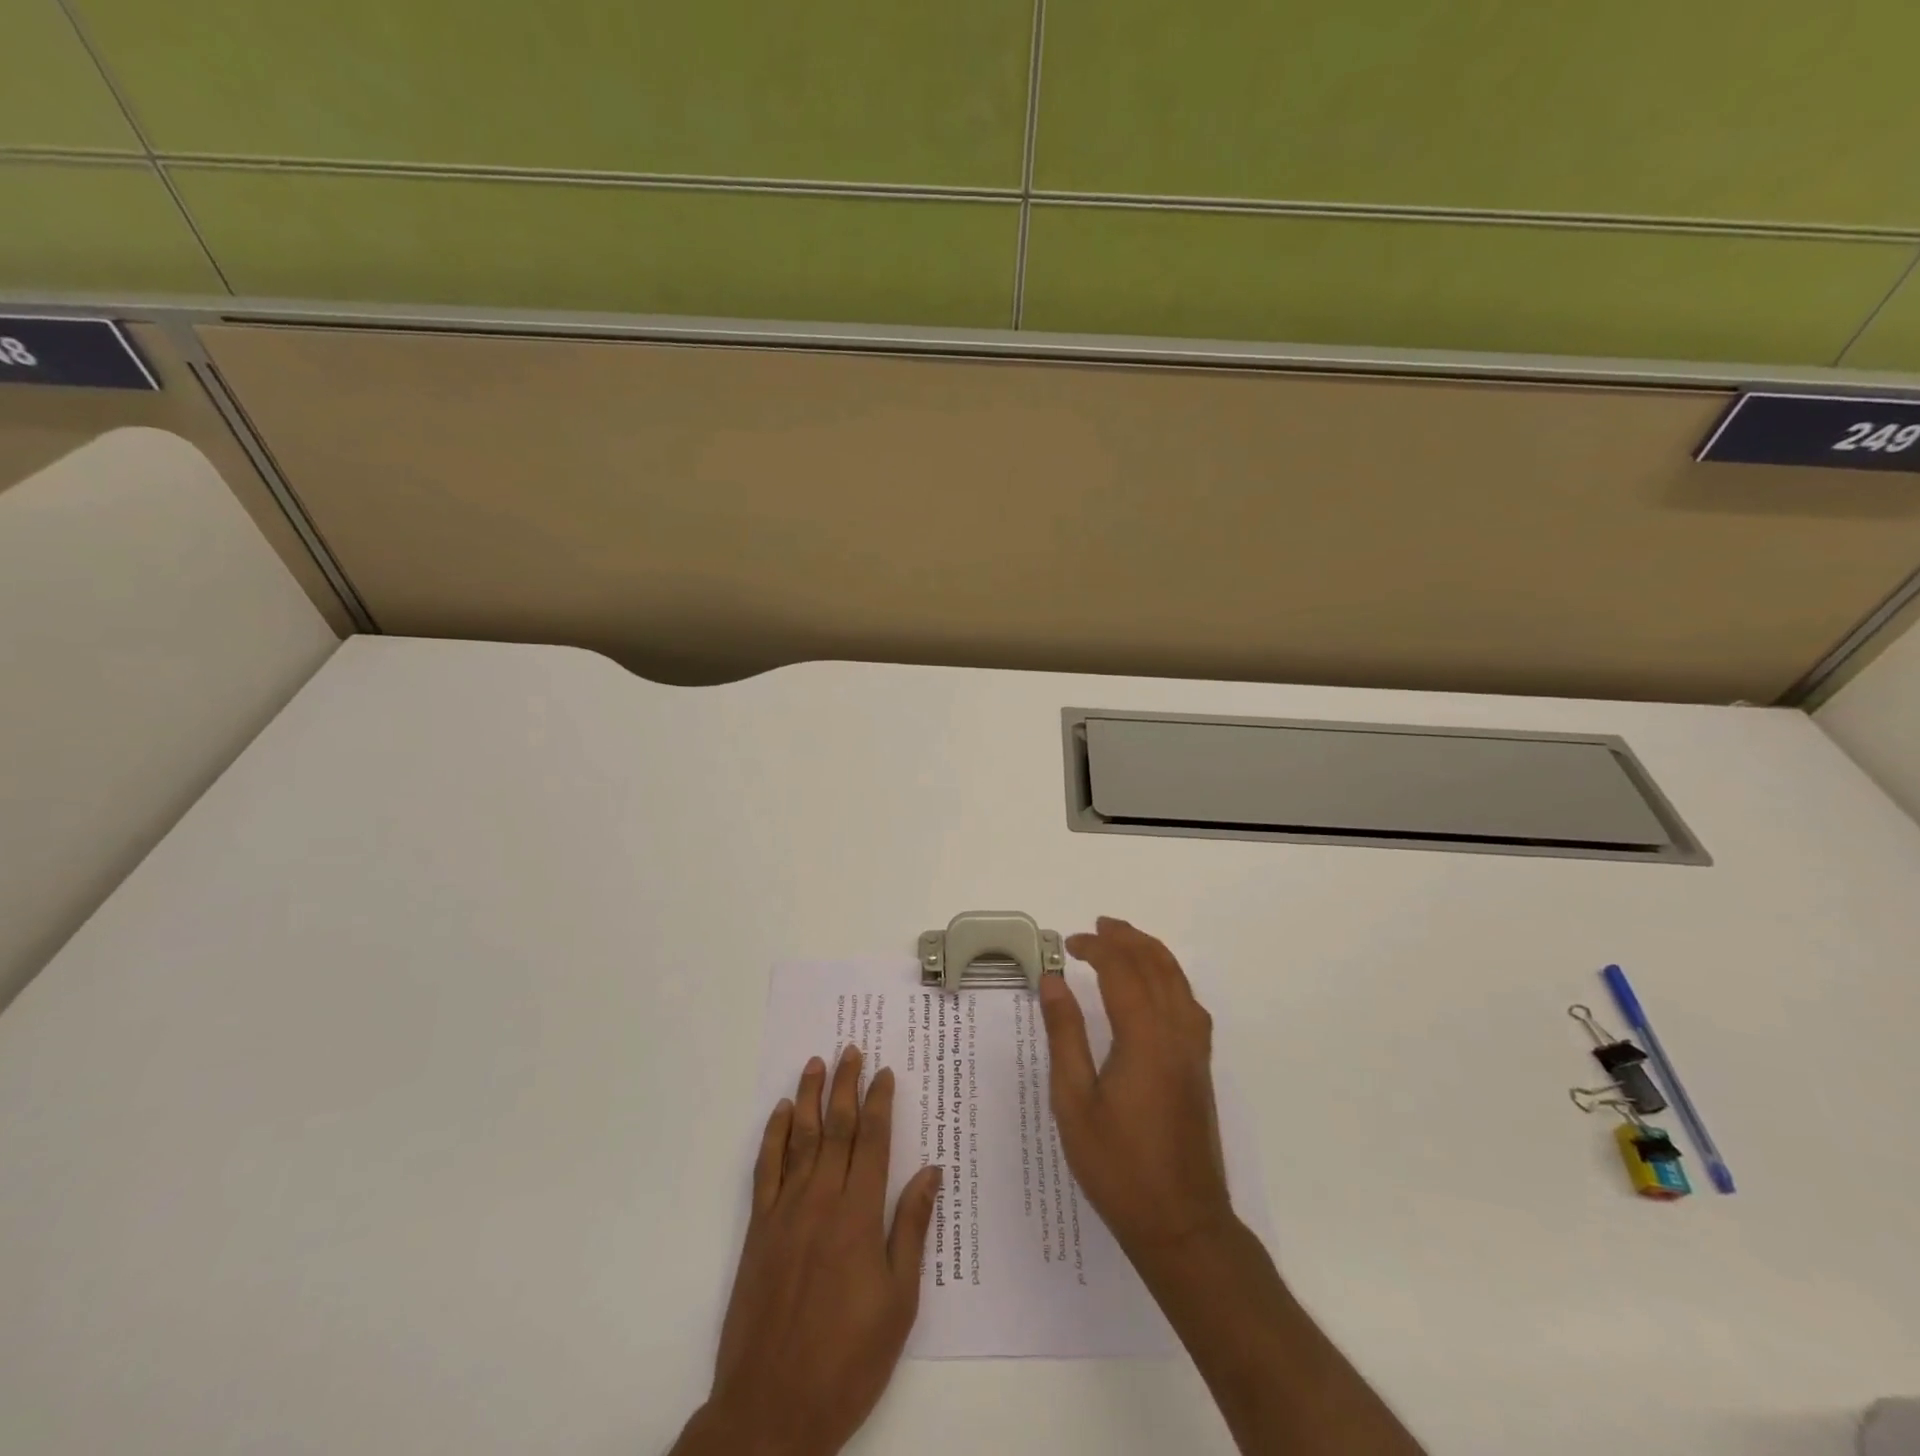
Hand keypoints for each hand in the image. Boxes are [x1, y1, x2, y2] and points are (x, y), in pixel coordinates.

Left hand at [673, 1046, 942, 1455]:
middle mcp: (821, 1200)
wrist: (772, 1410)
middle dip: (845, 1085)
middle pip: (835, 1127)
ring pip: (799, 1138)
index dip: (879, 1102)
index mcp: (859, 1215)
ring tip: (816, 1063)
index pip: (872, 1140)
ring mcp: (785, 1212)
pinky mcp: (758, 1230)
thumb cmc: (848, 1359)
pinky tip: (780, 1113)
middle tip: (850, 1049)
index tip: (884, 1071)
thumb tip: (930, 1171)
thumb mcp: (898, 1302)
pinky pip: (766, 1169)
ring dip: (808, 1096)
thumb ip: (911, 1229)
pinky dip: (773, 1135)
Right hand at [1039, 917, 1233, 1262]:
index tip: (1069, 944)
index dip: (1096, 948)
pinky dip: (1172, 979)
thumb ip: (1065, 1035)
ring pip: (1179, 982)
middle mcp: (1176, 1034)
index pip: (1122, 971)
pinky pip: (1190, 1004)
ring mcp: (1194, 1051)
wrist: (1183, 1224)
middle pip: (1156, 966)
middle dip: (1127, 939)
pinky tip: (1158, 988)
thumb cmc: (1118, 1167)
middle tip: (1098, 926)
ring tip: (1126, 940)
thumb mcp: (1074, 1102)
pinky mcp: (1201, 1068)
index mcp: (1144, 1038)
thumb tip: (1053, 981)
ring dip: (1152, 953)